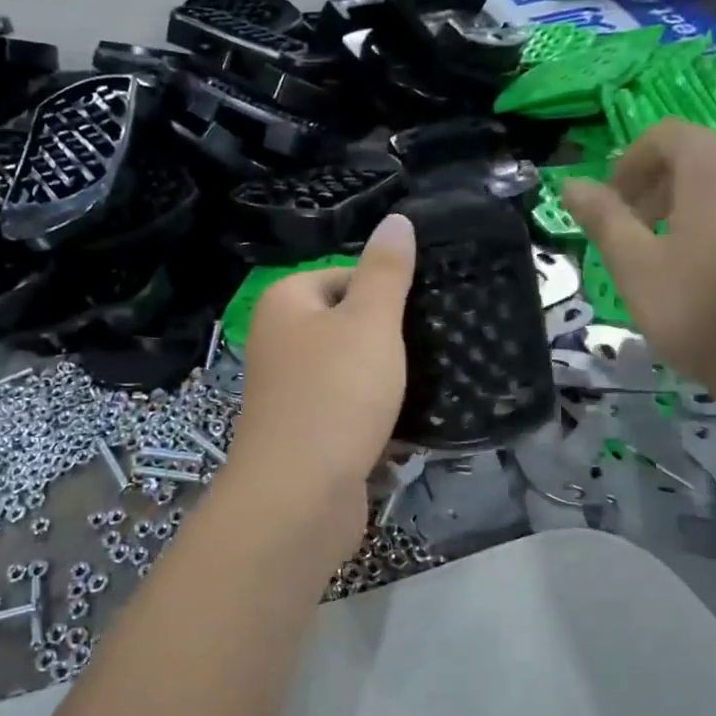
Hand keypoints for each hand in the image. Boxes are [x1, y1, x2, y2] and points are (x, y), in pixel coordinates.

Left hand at [228, 214, 415, 546]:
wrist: (300, 496)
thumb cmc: (336, 393)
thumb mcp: (370, 321)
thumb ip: (386, 270)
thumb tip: (397, 219)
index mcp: (285, 303)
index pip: (344, 275)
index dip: (387, 292)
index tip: (424, 314)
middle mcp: (279, 342)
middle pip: (349, 325)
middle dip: (391, 340)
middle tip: (436, 348)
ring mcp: (291, 392)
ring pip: (352, 372)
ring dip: (389, 382)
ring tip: (432, 385)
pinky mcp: (307, 435)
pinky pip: (350, 413)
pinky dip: (378, 418)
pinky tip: (411, 428)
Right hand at [562, 121, 715, 408]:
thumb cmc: (701, 310)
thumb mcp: (634, 266)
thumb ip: (603, 218)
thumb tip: (570, 184)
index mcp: (715, 163)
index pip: (664, 136)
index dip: (628, 165)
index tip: (611, 208)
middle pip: (701, 156)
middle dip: (659, 186)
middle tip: (635, 234)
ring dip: (696, 204)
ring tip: (676, 254)